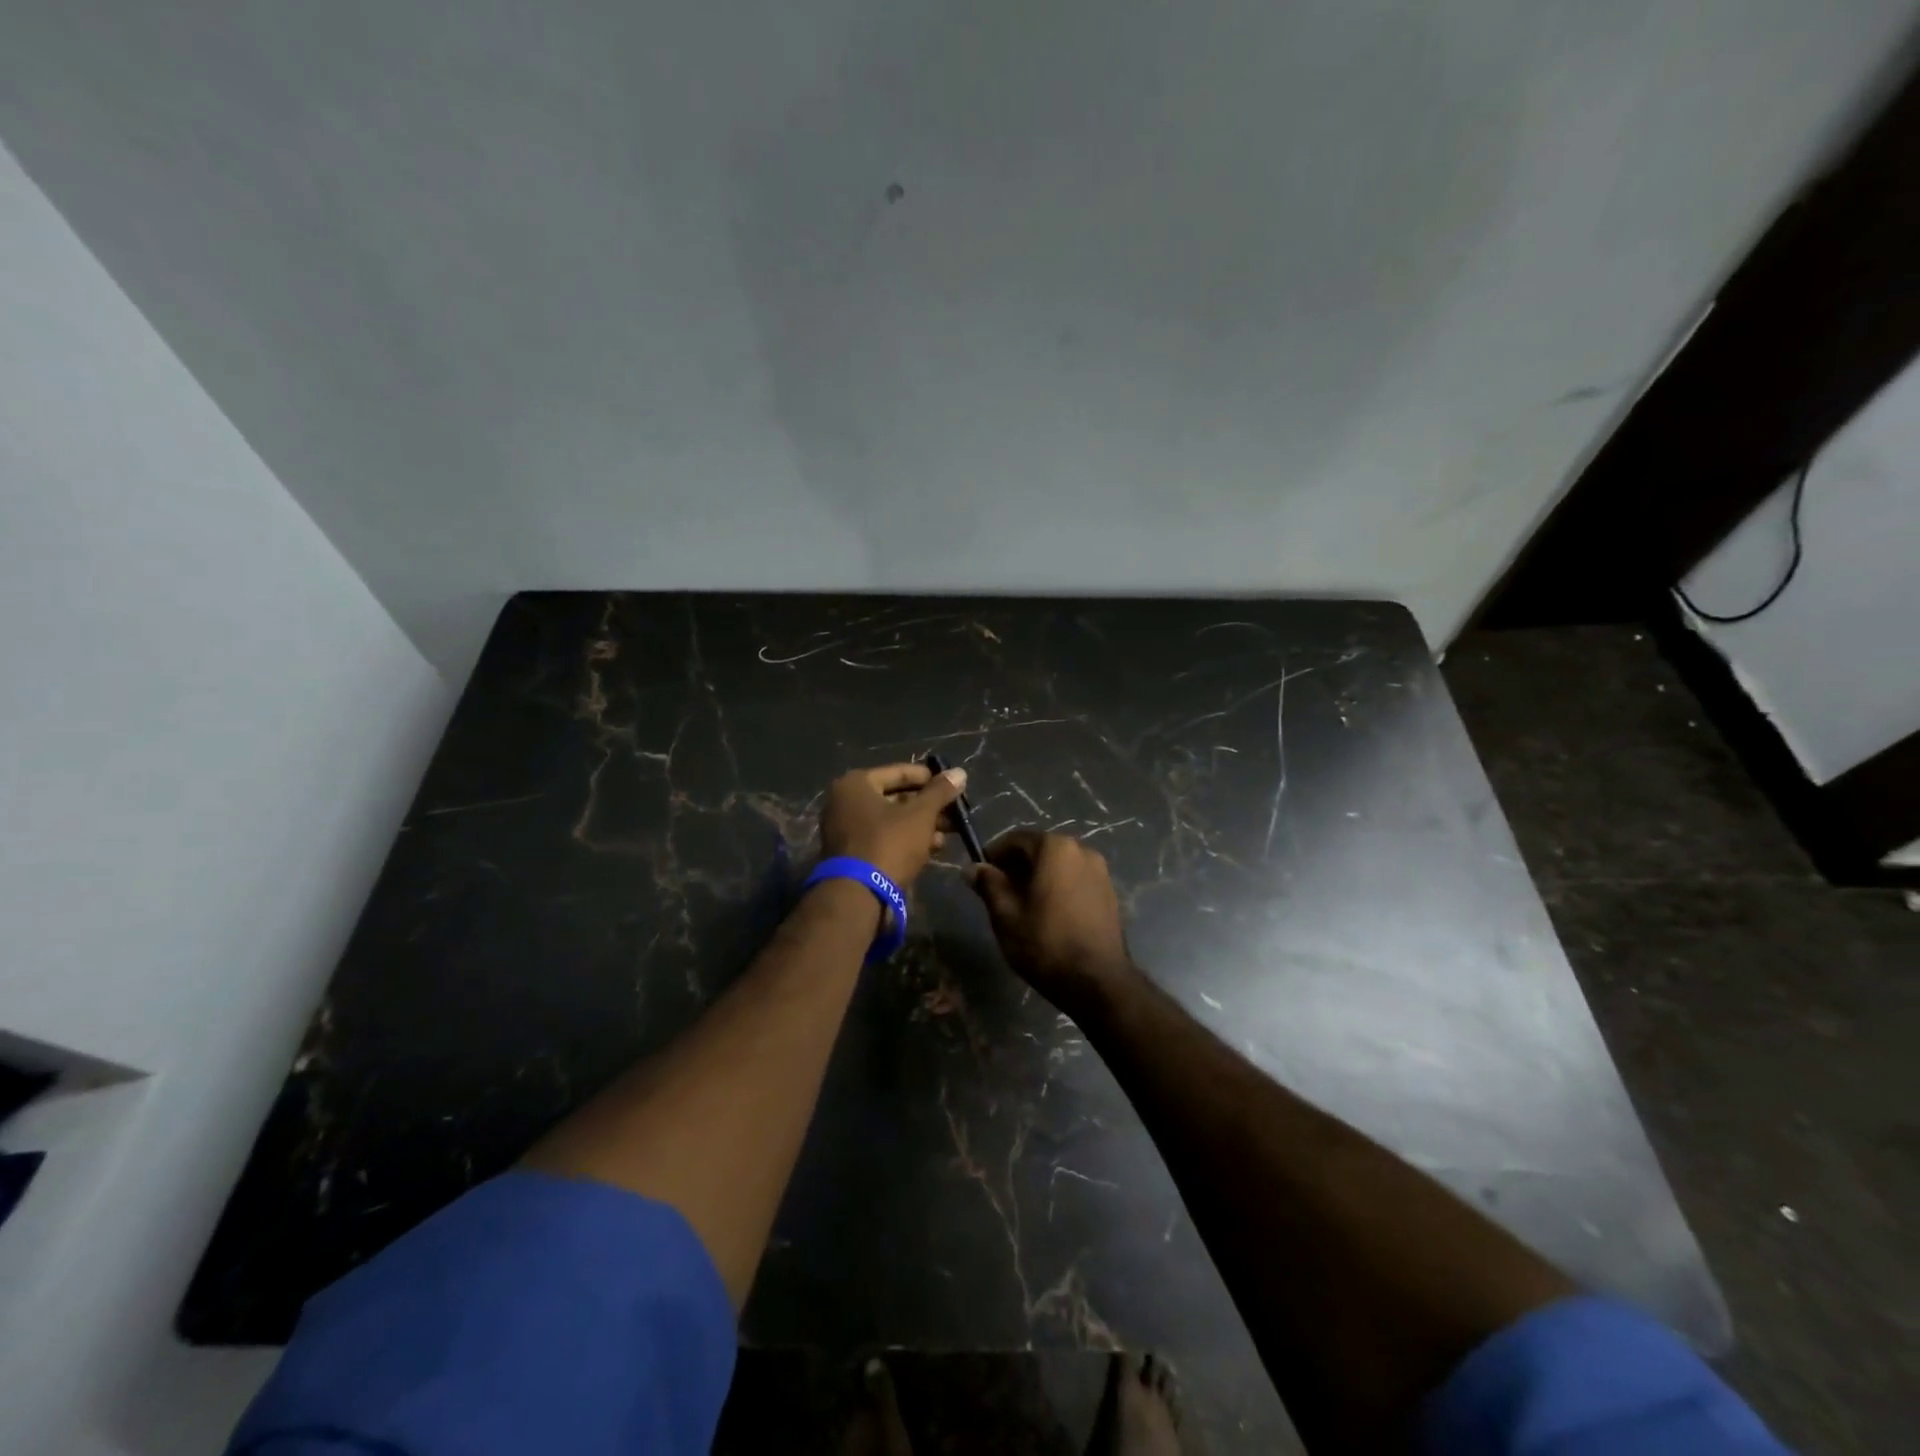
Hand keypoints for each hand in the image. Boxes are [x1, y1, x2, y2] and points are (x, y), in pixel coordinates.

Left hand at [819, 761, 967, 887]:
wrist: (858, 895)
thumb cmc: (889, 844)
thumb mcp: (920, 815)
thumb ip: (940, 792)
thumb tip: (960, 772)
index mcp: (856, 784)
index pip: (900, 772)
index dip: (930, 779)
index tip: (954, 786)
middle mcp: (846, 801)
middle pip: (896, 796)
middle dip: (929, 806)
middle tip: (955, 812)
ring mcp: (847, 828)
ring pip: (892, 819)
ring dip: (922, 824)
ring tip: (951, 832)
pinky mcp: (853, 853)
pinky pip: (884, 837)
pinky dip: (907, 839)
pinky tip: (934, 847)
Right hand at [970, 830, 1135, 1017]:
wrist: (1097, 981)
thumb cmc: (1045, 943)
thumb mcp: (1005, 914)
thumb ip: (988, 884)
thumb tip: (972, 867)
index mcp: (1055, 848)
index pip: (1016, 840)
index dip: (994, 855)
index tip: (980, 876)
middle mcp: (1082, 850)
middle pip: (1039, 850)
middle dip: (1016, 867)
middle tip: (998, 894)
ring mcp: (1100, 871)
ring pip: (1059, 866)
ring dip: (1038, 878)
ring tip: (1022, 907)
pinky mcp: (1109, 893)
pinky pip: (1075, 880)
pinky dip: (1058, 888)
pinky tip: (1048, 914)